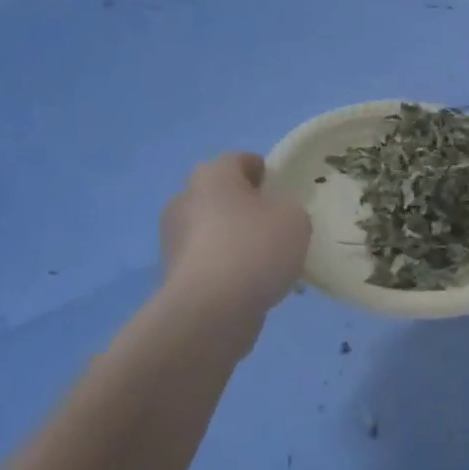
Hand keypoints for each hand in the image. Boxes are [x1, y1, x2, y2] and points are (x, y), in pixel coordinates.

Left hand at [160, 153, 310, 323]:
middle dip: (245, 206)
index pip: (240, 160)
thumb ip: (288, 209)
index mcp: (212, 175)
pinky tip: (250, 284)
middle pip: (221, 195)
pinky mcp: (173, 274)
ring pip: (213, 230)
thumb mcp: (295, 218)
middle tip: (275, 224)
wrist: (211, 309)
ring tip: (267, 261)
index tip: (281, 188)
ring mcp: (174, 238)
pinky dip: (226, 268)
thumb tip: (273, 218)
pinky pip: (208, 261)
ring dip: (234, 239)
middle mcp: (185, 199)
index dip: (263, 171)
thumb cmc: (255, 247)